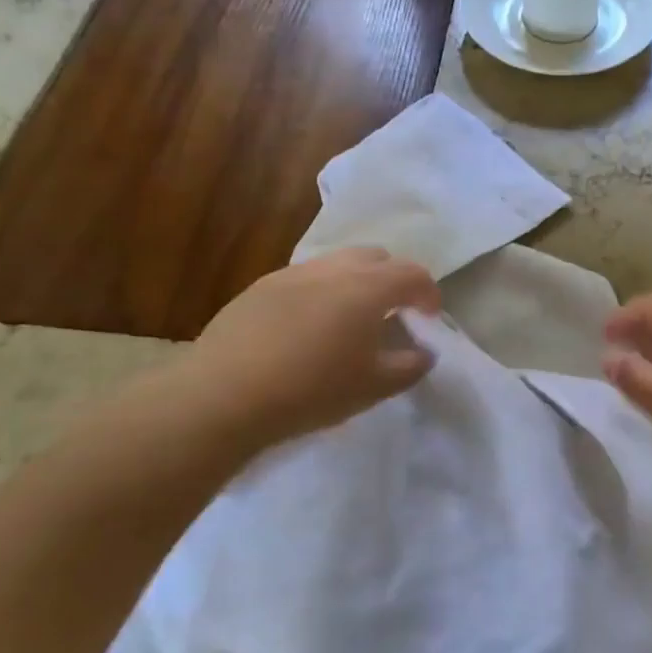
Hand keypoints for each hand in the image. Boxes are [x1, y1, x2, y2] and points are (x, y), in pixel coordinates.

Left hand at [100, 249, 440, 475]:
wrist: (223, 395)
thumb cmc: (310, 391)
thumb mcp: (372, 387)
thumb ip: (408, 366)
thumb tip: (424, 352)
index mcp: (367, 288)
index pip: (413, 274)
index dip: (428, 294)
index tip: (429, 319)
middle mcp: (333, 269)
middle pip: (376, 257)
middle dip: (392, 279)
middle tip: (391, 315)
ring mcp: (293, 273)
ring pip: (338, 263)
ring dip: (355, 282)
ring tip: (348, 321)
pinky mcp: (261, 286)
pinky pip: (305, 278)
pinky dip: (321, 292)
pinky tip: (306, 328)